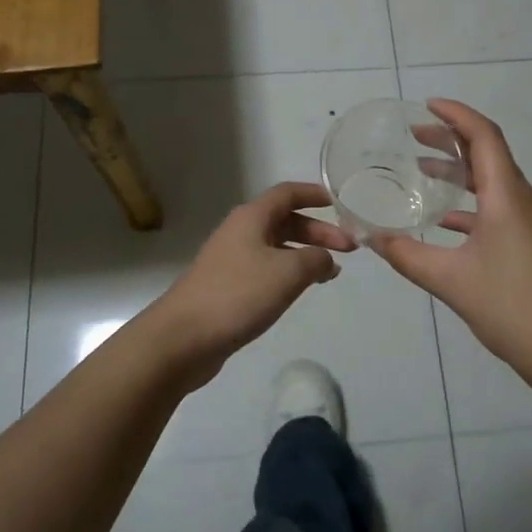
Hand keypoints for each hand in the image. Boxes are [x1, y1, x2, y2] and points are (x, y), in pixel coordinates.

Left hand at [148, 181, 355, 384]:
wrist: (183, 337)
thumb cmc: (238, 294)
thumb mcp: (288, 273)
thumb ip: (315, 259)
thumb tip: (325, 259)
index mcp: (251, 218)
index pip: (287, 193)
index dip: (314, 194)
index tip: (339, 203)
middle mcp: (240, 232)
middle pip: (285, 221)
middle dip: (318, 232)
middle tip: (349, 249)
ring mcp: (231, 259)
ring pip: (276, 246)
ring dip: (305, 254)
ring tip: (331, 272)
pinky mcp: (228, 286)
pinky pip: (266, 269)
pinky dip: (288, 273)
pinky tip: (300, 290)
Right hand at [373, 100, 531, 378]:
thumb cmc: (510, 305)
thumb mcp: (448, 279)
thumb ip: (406, 255)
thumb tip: (370, 238)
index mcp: (507, 196)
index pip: (484, 136)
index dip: (456, 115)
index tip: (426, 106)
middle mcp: (524, 200)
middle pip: (488, 155)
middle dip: (452, 141)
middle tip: (415, 137)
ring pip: (493, 183)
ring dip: (460, 173)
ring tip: (423, 171)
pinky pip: (498, 209)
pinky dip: (470, 205)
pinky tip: (444, 222)